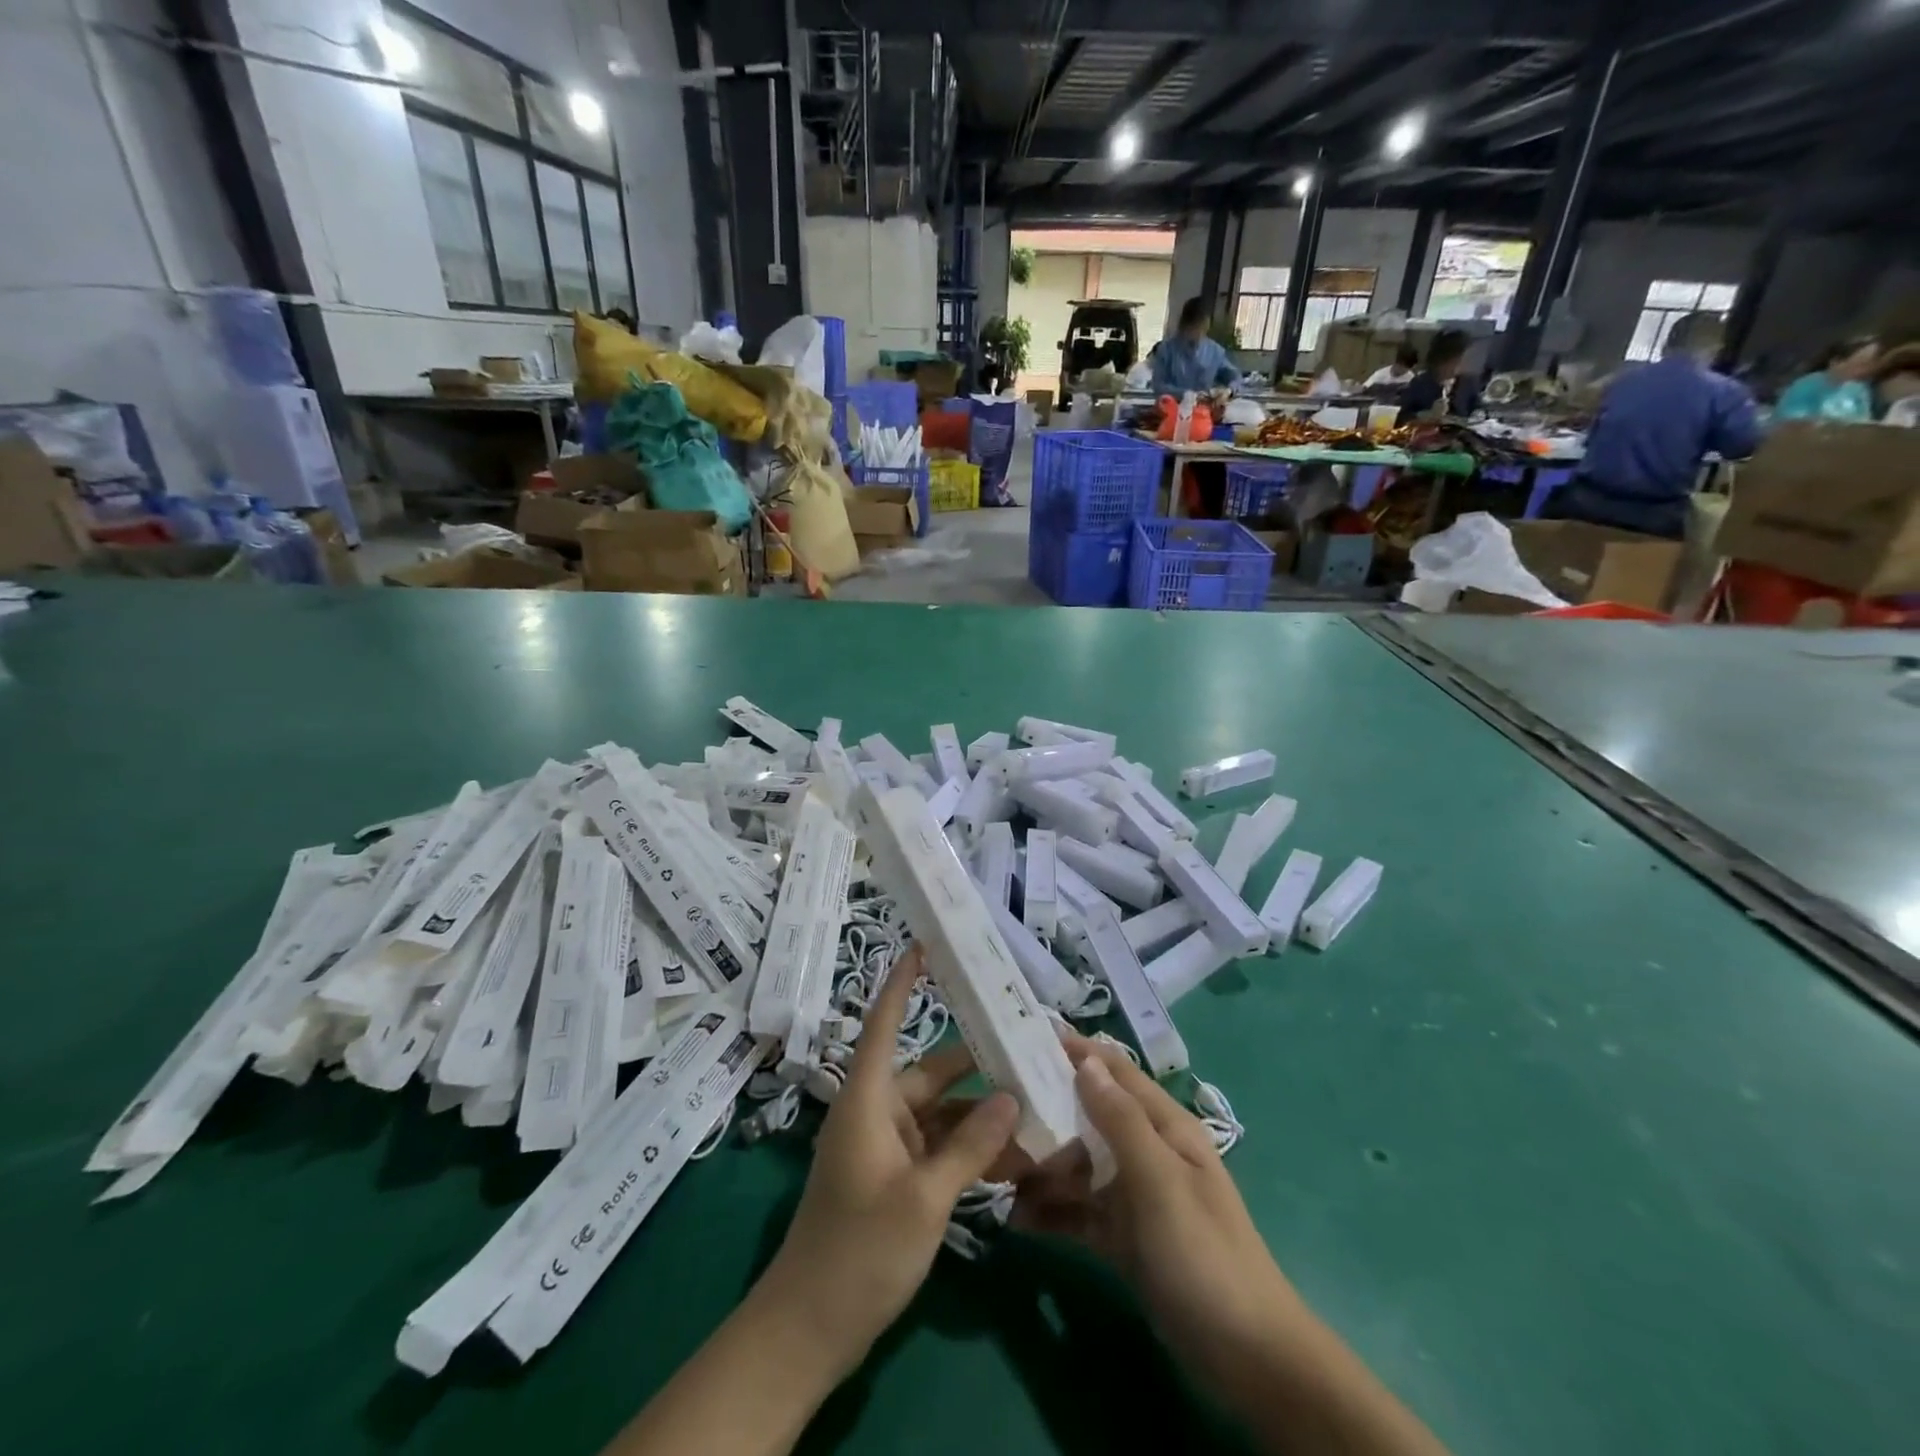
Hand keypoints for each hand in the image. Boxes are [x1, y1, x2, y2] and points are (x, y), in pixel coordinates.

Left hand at [756, 949, 1020, 1377]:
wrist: (809, 1331)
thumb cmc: (859, 1250)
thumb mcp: (924, 1198)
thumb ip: (970, 1146)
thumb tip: (1010, 1097)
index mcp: (869, 1099)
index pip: (885, 1023)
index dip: (903, 982)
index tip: (925, 946)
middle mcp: (878, 1112)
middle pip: (933, 1072)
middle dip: (978, 1064)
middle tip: (1028, 1047)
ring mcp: (887, 1148)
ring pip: (943, 1114)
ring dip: (982, 1115)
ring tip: (1036, 1106)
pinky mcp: (897, 1179)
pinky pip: (940, 1149)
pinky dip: (971, 1149)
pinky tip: (1015, 1156)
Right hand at [1011, 1036, 1300, 1370]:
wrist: (1247, 1358)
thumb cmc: (1203, 1253)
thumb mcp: (1160, 1180)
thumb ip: (1121, 1120)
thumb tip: (1085, 1061)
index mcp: (1164, 1126)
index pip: (1115, 1072)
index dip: (1076, 1052)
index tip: (1023, 1038)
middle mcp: (1147, 1152)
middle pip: (1089, 1116)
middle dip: (1045, 1111)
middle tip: (994, 1112)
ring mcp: (1134, 1196)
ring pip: (1079, 1165)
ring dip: (1042, 1165)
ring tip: (994, 1170)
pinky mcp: (1123, 1237)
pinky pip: (1079, 1212)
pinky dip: (1051, 1211)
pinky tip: (1015, 1218)